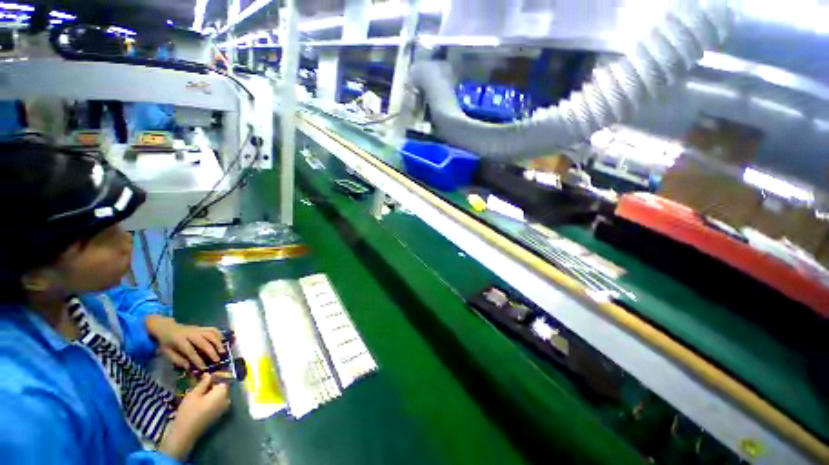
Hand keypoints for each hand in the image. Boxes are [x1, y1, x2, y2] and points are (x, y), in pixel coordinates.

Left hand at [145, 315, 224, 369]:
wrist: (167, 328)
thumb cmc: (166, 342)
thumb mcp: (166, 352)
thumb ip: (178, 359)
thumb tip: (189, 367)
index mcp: (179, 340)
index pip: (190, 351)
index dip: (197, 360)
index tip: (204, 368)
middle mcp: (191, 333)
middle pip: (204, 342)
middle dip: (212, 352)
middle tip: (217, 360)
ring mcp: (198, 329)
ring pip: (211, 334)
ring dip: (218, 343)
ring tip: (223, 351)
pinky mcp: (202, 327)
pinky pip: (214, 329)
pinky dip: (219, 335)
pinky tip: (222, 341)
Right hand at [160, 374, 230, 459]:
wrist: (185, 434)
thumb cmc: (189, 412)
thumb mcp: (194, 394)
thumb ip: (204, 383)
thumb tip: (209, 374)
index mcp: (223, 392)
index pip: (223, 378)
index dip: (215, 376)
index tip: (205, 376)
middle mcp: (227, 399)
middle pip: (222, 387)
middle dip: (213, 384)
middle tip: (200, 384)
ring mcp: (224, 408)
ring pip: (220, 394)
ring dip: (211, 392)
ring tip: (199, 392)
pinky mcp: (219, 414)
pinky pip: (218, 402)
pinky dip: (212, 399)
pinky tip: (201, 401)